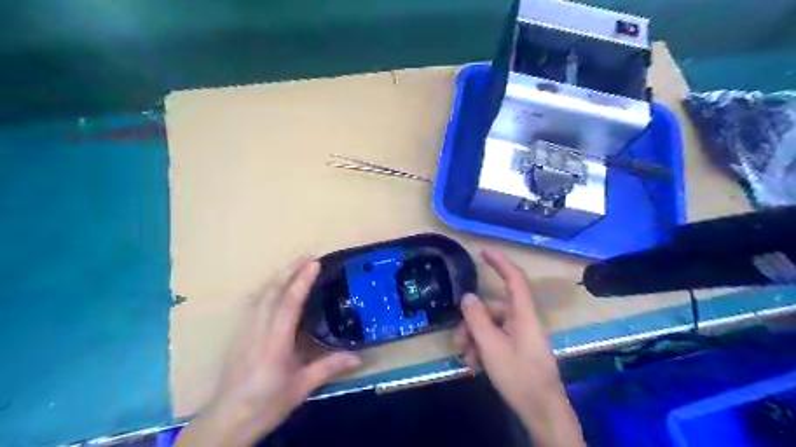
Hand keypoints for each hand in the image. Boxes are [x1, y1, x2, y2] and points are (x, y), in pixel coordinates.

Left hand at [176, 259, 361, 446]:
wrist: (226, 420)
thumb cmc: (265, 404)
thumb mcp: (301, 387)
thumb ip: (329, 368)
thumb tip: (358, 357)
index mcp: (275, 342)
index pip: (289, 303)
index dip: (301, 281)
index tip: (314, 263)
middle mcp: (258, 330)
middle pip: (272, 292)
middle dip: (289, 270)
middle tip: (307, 256)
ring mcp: (246, 331)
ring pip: (261, 295)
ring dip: (278, 277)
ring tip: (294, 265)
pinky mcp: (240, 335)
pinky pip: (255, 303)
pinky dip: (268, 289)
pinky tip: (274, 288)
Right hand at [453, 250, 583, 446]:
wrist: (542, 411)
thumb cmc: (519, 376)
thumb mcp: (491, 347)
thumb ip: (477, 319)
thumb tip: (467, 296)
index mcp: (523, 315)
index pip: (514, 279)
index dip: (500, 263)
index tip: (483, 252)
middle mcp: (522, 321)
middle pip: (493, 309)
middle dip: (472, 322)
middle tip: (458, 341)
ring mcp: (520, 336)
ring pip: (491, 326)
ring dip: (475, 339)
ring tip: (466, 359)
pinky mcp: (518, 349)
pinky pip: (496, 339)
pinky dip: (482, 348)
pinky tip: (475, 365)